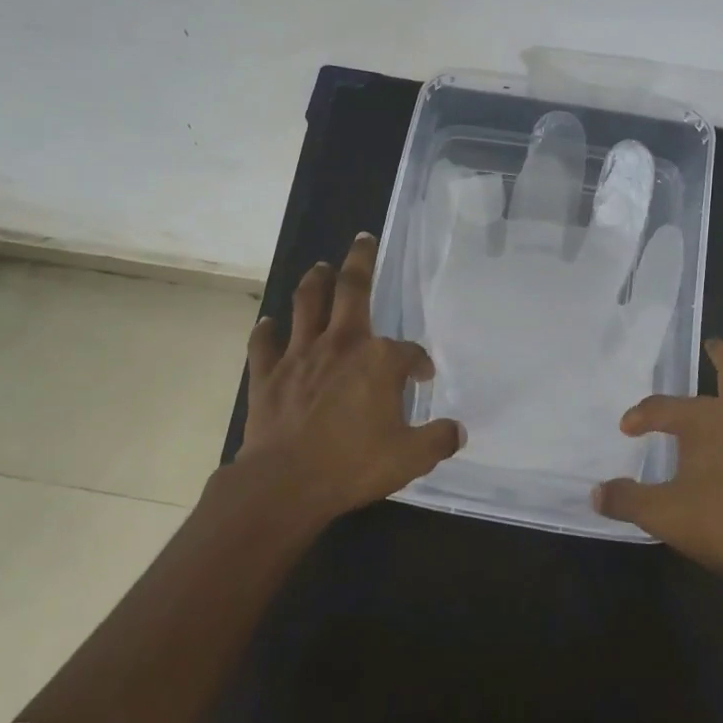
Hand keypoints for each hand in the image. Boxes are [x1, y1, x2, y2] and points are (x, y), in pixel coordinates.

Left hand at [236, 232, 463, 524]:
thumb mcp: (410, 457)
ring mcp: (299, 354)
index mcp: (378, 360)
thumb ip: (438, 439)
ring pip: (306, 303)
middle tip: (362, 239)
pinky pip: (265, 343)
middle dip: (360, 260)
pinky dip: (267, 331)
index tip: (423, 376)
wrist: (285, 483)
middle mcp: (340, 343)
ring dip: (315, 281)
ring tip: (321, 267)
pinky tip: (270, 323)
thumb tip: (458, 430)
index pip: (408, 351)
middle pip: (351, 289)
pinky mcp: (267, 373)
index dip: (419, 362)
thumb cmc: (352, 465)